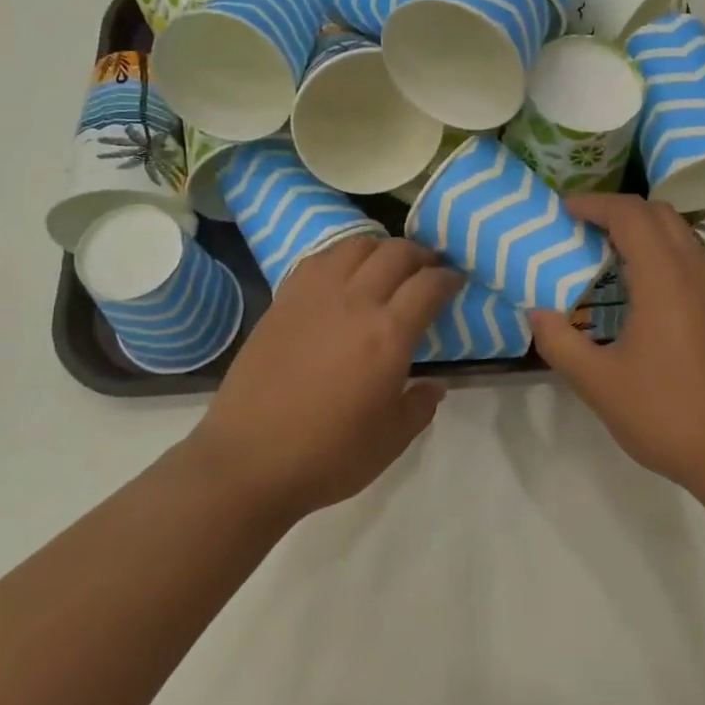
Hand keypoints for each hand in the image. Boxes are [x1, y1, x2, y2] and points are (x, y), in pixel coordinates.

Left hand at [195, 236, 464, 523]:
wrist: (249, 459)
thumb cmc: (328, 455)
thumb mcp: (391, 440)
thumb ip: (420, 405)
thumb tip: (435, 385)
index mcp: (388, 335)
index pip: (428, 285)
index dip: (448, 277)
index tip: (455, 281)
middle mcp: (355, 302)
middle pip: (396, 253)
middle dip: (420, 255)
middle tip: (427, 269)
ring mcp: (314, 295)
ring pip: (356, 246)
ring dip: (380, 249)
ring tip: (386, 266)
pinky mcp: (283, 299)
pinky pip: (319, 258)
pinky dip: (341, 256)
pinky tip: (343, 273)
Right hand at [532, 195, 704, 497]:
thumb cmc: (668, 415)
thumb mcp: (599, 384)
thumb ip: (560, 343)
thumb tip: (537, 313)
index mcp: (666, 280)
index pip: (631, 216)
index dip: (595, 204)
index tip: (565, 211)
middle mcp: (698, 273)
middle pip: (659, 215)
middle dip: (619, 211)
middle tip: (583, 228)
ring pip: (681, 237)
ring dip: (644, 233)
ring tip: (607, 258)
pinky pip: (692, 263)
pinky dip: (662, 257)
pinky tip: (641, 296)